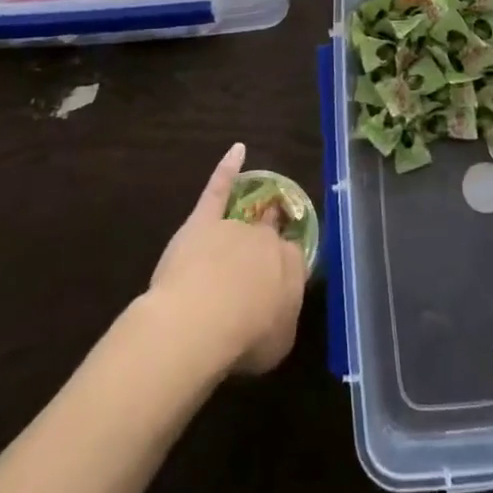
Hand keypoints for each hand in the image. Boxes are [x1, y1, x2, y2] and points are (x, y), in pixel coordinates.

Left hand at [148, 143, 304, 376]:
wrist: (200, 321)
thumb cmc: (244, 338)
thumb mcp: (279, 342)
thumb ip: (282, 317)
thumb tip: (279, 307)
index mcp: (290, 266)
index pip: (293, 260)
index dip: (283, 273)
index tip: (275, 286)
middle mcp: (267, 239)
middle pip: (268, 236)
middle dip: (264, 246)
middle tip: (255, 265)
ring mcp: (235, 225)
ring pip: (242, 223)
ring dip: (240, 233)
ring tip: (229, 255)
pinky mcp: (204, 220)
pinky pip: (219, 188)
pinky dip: (228, 168)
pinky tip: (237, 150)